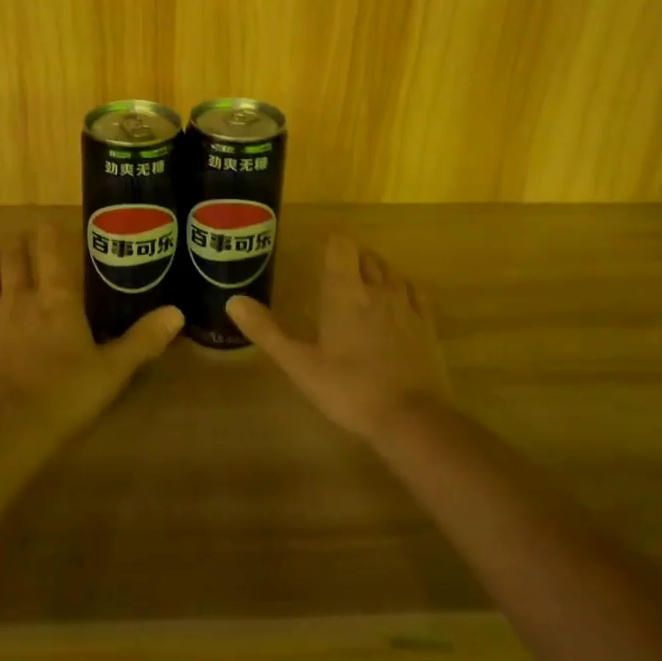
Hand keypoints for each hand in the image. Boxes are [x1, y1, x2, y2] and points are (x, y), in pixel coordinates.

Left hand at [0, 225, 182, 440]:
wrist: (8, 427)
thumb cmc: (66, 395)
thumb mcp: (113, 370)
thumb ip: (143, 339)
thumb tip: (177, 312)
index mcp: (57, 302)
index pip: (52, 257)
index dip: (48, 237)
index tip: (45, 223)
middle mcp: (19, 299)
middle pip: (14, 261)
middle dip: (15, 245)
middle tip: (16, 236)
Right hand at [228, 233, 452, 441]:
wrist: (411, 418)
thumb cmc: (348, 388)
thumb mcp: (299, 363)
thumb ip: (266, 330)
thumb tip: (234, 300)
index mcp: (344, 292)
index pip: (341, 246)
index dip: (332, 242)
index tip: (321, 251)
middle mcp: (377, 290)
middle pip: (367, 256)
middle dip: (352, 258)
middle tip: (336, 273)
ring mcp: (407, 307)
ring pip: (392, 273)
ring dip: (377, 272)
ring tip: (364, 285)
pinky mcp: (427, 326)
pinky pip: (415, 293)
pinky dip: (403, 290)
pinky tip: (398, 302)